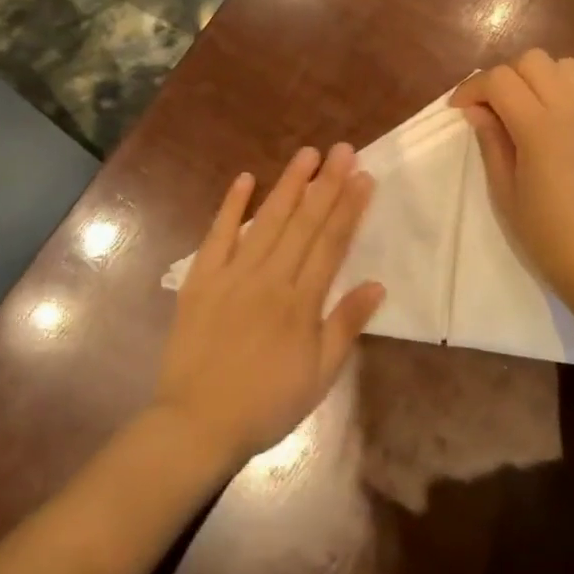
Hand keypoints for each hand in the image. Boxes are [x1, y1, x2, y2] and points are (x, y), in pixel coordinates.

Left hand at [154, 144, 384, 467]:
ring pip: (266, 221)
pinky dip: (231, 206)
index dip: (349, 208)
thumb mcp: (319, 376)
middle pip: (303, 223)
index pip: (331, 244)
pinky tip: (245, 178)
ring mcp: (232, 275)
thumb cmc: (266, 405)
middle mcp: (269, 278)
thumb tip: (376, 284)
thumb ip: (345, 326)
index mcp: (301, 302)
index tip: (363, 176)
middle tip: (343, 149)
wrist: (198, 423)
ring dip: (288, 185)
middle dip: (326, 184)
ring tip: (307, 154)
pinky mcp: (201, 279)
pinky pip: (217, 235)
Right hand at [452, 49, 573, 309]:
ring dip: (540, 79)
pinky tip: (562, 119)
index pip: (499, 80)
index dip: (472, 89)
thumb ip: (491, 142)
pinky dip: (572, 92)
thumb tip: (477, 111)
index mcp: (538, 127)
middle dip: (505, 77)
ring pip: (566, 66)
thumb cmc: (544, 233)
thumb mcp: (504, 191)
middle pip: (533, 60)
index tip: (459, 111)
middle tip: (492, 109)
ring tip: (527, 109)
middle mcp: (571, 110)